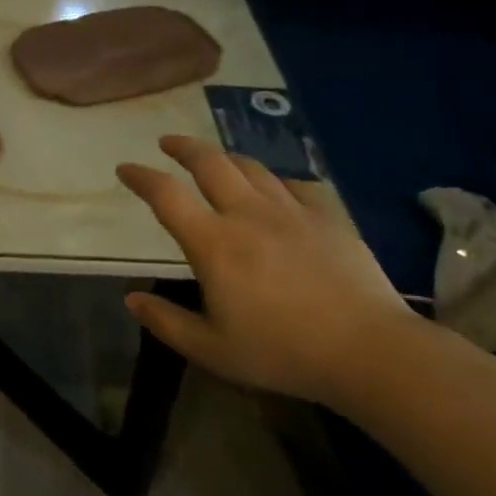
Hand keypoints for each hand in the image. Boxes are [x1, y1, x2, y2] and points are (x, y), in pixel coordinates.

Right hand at [117, 136, 415, 403]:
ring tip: (215, 161)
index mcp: (214, 243)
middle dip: (183, 147)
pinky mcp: (327, 216)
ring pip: (250, 167)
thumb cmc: (283, 352)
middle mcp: (247, 214)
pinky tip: (275, 190)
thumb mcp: (213, 350)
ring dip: (225, 158)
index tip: (125, 168)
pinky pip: (294, 185)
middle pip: (209, 162)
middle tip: (167, 143)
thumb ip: (166, 322)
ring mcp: (290, 211)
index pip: (166, 195)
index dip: (141, 177)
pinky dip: (274, 181)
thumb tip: (131, 299)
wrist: (370, 350)